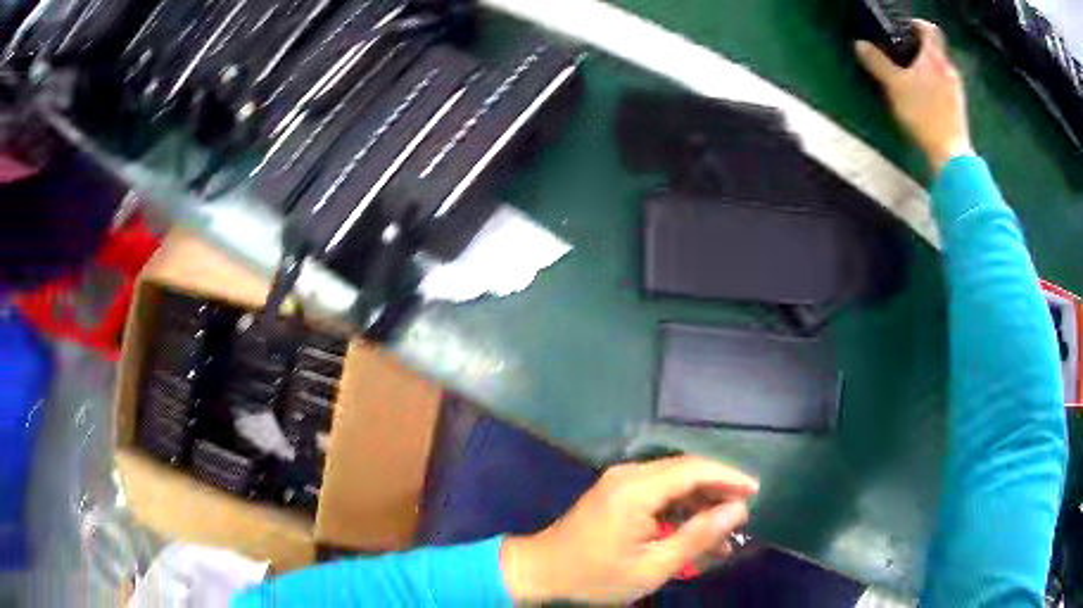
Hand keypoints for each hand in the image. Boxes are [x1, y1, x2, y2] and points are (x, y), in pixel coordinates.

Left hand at [500, 455, 757, 603]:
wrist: (539, 572)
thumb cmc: (595, 576)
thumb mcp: (653, 566)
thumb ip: (698, 536)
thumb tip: (737, 511)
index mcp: (637, 489)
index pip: (695, 469)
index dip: (729, 478)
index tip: (756, 491)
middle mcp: (629, 475)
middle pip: (686, 471)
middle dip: (718, 490)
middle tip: (743, 514)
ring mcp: (620, 482)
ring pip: (673, 481)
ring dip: (700, 501)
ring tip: (724, 530)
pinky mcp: (616, 492)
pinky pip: (657, 491)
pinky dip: (680, 507)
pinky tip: (694, 530)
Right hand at [856, 20, 972, 172]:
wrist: (951, 155)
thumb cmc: (924, 115)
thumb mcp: (894, 85)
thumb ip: (877, 62)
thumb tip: (860, 45)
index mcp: (934, 57)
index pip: (929, 29)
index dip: (916, 24)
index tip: (904, 28)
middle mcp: (948, 69)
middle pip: (935, 49)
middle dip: (919, 48)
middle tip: (903, 54)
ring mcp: (957, 90)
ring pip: (940, 68)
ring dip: (927, 67)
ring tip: (912, 76)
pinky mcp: (959, 108)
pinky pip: (945, 86)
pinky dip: (935, 85)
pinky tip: (925, 97)